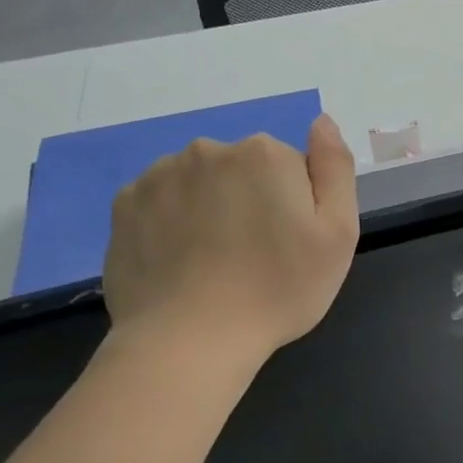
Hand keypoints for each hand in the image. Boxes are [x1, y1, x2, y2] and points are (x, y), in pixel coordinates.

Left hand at [103, 115, 358, 358]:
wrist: (189, 341)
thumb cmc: (278, 290)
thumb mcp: (337, 234)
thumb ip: (335, 168)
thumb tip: (322, 121)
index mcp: (264, 154)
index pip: (291, 168)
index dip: (295, 207)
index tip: (289, 246)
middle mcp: (209, 150)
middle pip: (244, 171)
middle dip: (252, 202)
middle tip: (255, 258)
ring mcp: (160, 175)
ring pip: (200, 184)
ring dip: (210, 209)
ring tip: (213, 264)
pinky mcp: (125, 205)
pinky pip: (161, 203)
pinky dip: (171, 223)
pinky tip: (179, 263)